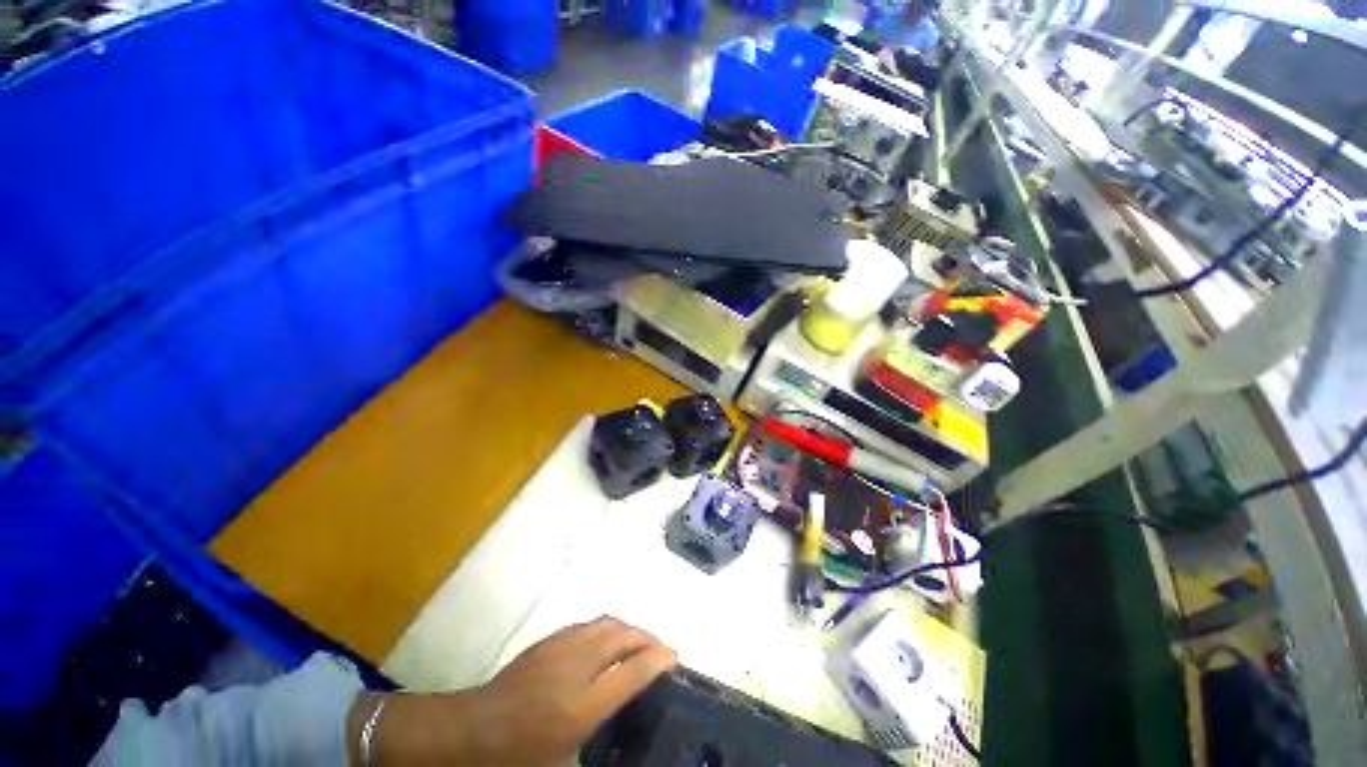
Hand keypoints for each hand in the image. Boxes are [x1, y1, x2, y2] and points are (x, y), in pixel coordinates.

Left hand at [351, 617, 676, 765]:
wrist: (473, 729)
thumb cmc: (519, 755)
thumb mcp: (563, 758)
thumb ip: (597, 728)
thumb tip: (621, 706)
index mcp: (582, 704)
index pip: (632, 672)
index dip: (658, 659)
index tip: (674, 656)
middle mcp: (577, 666)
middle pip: (623, 636)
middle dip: (647, 638)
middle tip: (660, 649)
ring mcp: (562, 646)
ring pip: (607, 623)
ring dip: (629, 629)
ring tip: (639, 642)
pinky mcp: (550, 638)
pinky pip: (590, 624)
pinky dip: (608, 627)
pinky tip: (608, 641)